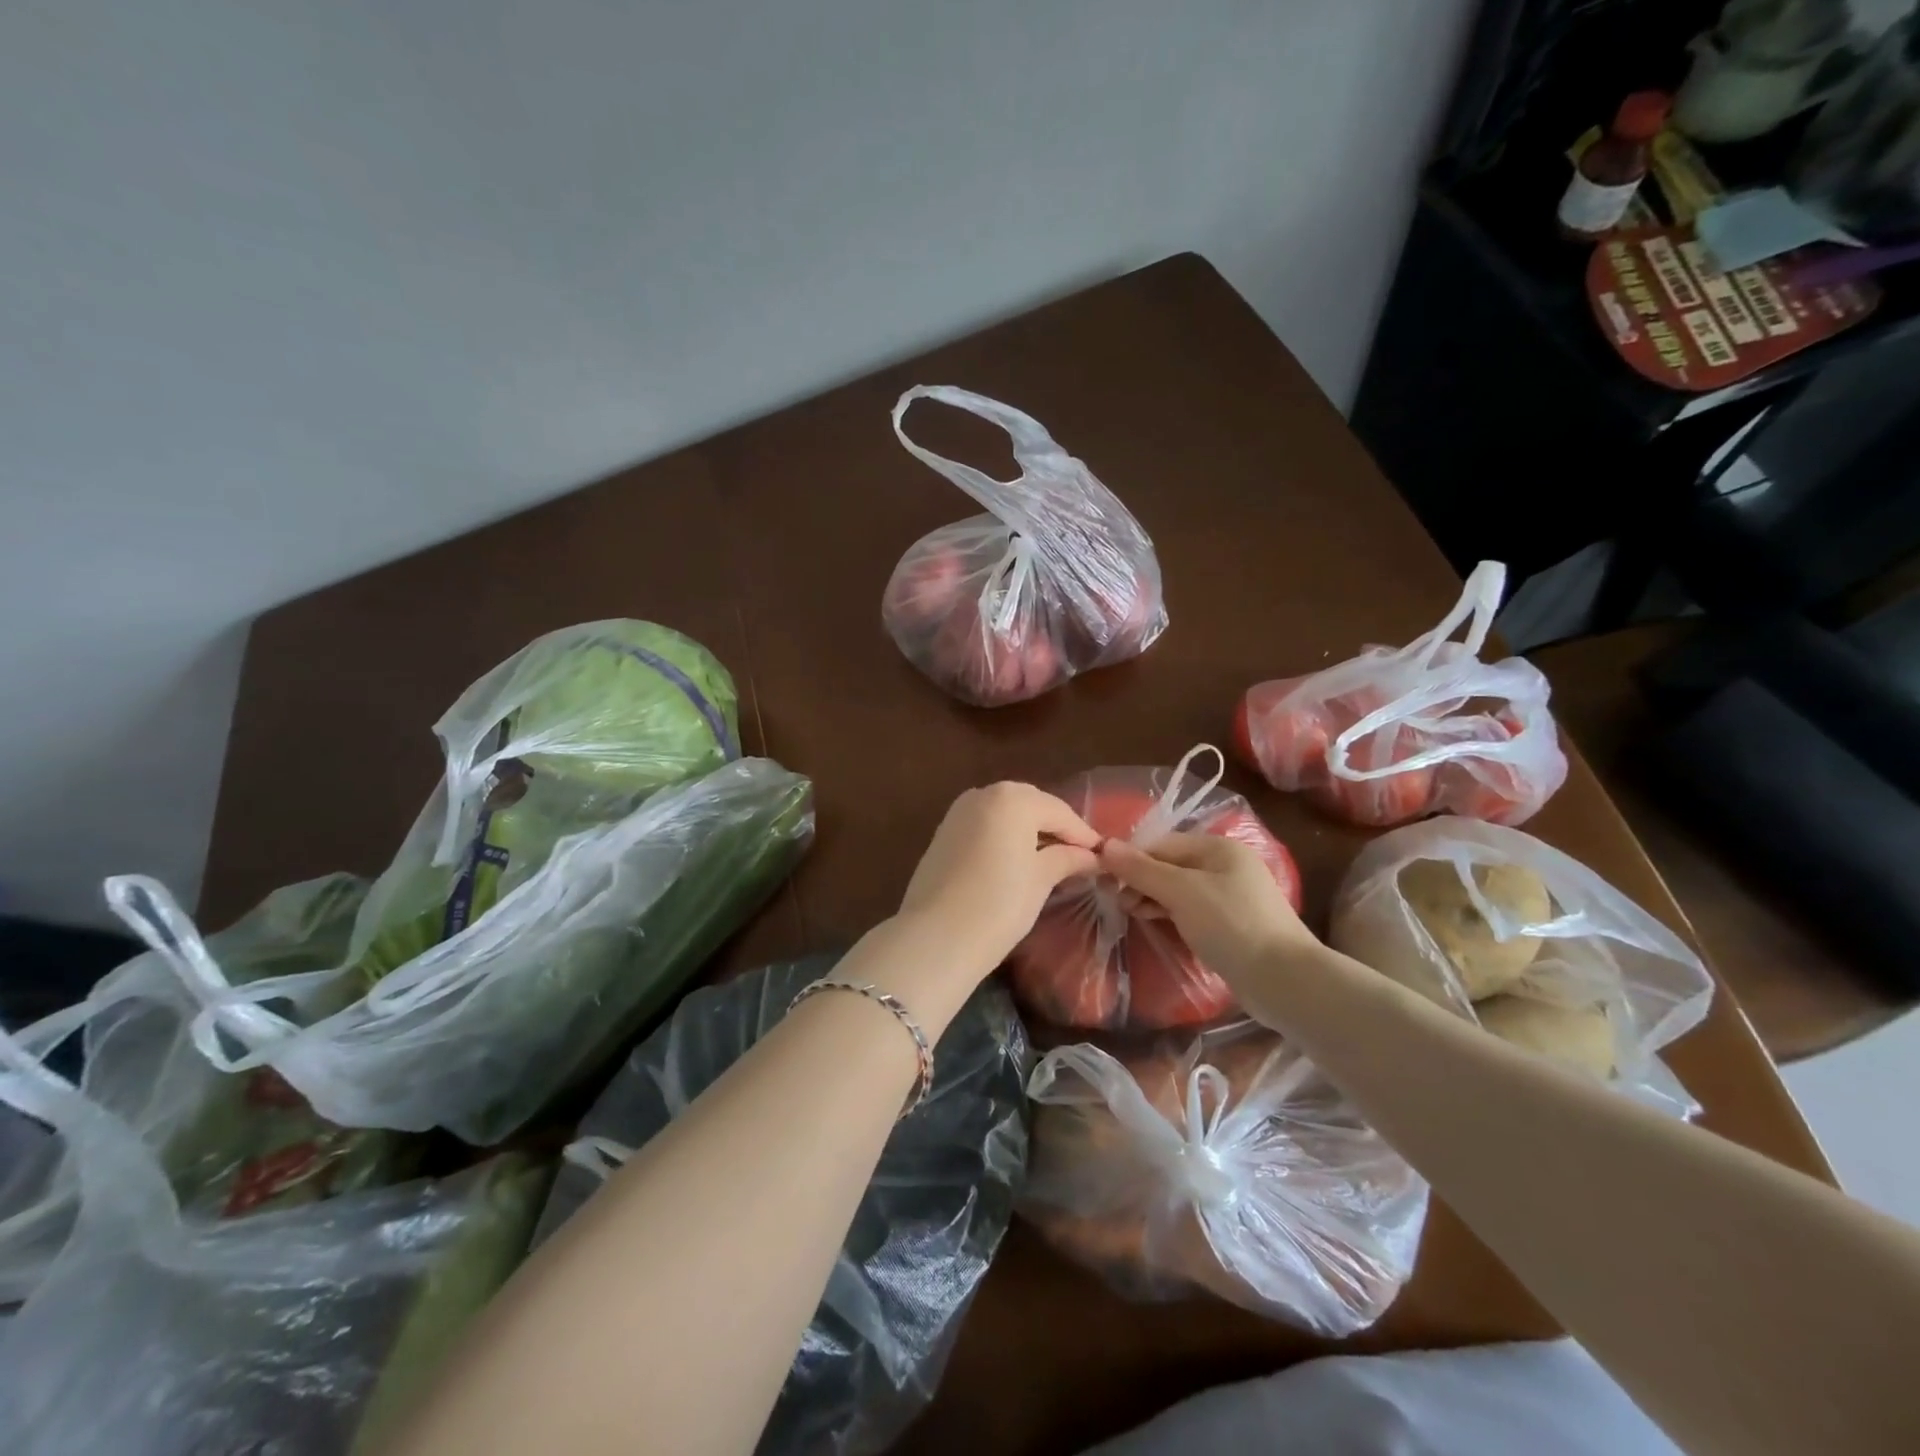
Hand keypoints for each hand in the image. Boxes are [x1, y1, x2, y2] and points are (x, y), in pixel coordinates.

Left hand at [897, 783, 1101, 979]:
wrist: (936, 937)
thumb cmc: (999, 904)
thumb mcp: (1041, 879)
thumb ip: (1067, 858)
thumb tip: (1090, 855)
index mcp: (1012, 798)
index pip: (1059, 811)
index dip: (1083, 834)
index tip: (1104, 854)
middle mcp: (983, 794)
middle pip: (1030, 805)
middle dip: (1055, 828)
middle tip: (1079, 855)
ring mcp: (958, 812)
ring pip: (1005, 814)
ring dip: (1029, 831)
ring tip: (1051, 859)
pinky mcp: (943, 833)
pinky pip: (985, 826)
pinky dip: (1004, 837)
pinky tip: (1017, 861)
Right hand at [1100, 832, 1318, 987]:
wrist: (1284, 979)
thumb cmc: (1230, 924)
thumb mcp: (1180, 892)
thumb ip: (1141, 869)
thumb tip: (1104, 845)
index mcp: (1217, 847)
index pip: (1161, 843)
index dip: (1131, 858)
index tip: (1104, 880)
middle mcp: (1225, 865)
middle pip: (1169, 864)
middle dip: (1140, 879)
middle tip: (1116, 902)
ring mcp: (1230, 895)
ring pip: (1178, 888)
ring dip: (1151, 897)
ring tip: (1130, 913)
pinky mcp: (1231, 923)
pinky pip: (1190, 908)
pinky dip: (1169, 912)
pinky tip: (1153, 922)